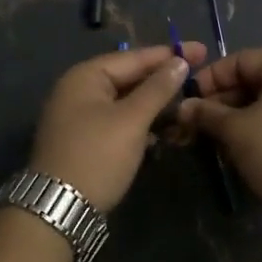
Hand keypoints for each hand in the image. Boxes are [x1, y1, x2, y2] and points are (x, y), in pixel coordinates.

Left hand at [28, 42, 205, 211]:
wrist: (58, 209)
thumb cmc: (97, 156)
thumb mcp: (132, 120)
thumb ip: (157, 89)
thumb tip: (180, 61)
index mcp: (86, 76)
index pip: (135, 57)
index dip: (170, 54)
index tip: (202, 51)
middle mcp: (79, 90)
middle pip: (129, 78)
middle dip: (163, 80)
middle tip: (199, 78)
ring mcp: (80, 117)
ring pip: (126, 102)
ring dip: (155, 105)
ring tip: (187, 105)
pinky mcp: (85, 141)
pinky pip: (119, 121)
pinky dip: (140, 124)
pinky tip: (163, 131)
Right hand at [179, 48, 261, 220]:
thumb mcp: (237, 131)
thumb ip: (207, 114)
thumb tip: (183, 107)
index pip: (239, 60)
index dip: (209, 79)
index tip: (187, 102)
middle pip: (252, 81)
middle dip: (221, 103)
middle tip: (194, 125)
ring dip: (236, 119)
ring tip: (212, 140)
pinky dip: (257, 129)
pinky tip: (237, 149)